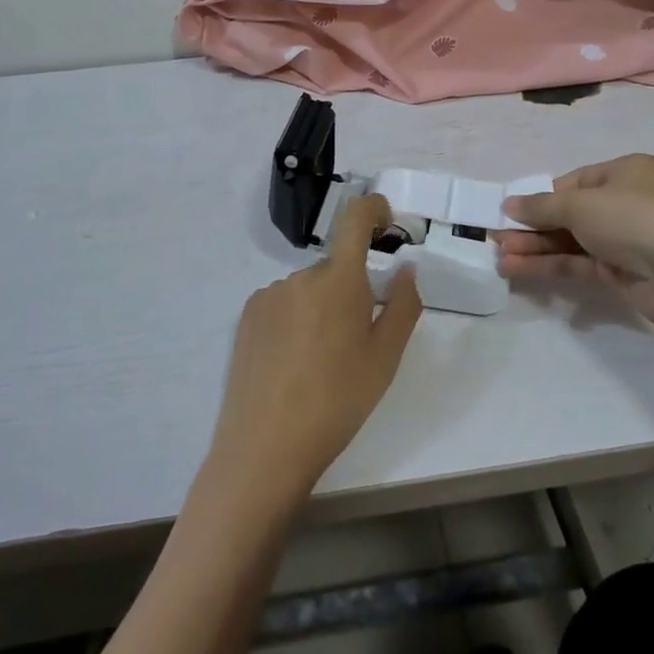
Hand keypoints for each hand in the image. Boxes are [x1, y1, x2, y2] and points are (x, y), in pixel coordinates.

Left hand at [205, 195, 421, 507]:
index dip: (374, 208)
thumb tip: (406, 268)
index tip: (386, 222)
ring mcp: (269, 294)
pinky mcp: (247, 315)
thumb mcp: (385, 358)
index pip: (355, 218)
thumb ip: (403, 305)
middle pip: (334, 268)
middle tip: (355, 341)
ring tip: (319, 362)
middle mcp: (301, 275)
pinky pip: (282, 304)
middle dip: (350, 291)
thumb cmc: (338, 401)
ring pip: (308, 289)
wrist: (265, 445)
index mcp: (339, 280)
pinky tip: (291, 363)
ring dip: (320, 308)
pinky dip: (294, 320)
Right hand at [495, 154, 653, 325]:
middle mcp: (628, 202)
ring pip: (572, 241)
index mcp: (625, 172)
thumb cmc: (634, 219)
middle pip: (569, 213)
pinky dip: (551, 265)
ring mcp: (627, 239)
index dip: (541, 198)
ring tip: (499, 258)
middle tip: (496, 238)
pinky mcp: (625, 272)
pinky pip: (580, 263)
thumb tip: (508, 205)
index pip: (573, 182)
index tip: (511, 212)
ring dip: (536, 248)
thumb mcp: (581, 205)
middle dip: (532, 227)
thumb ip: (541, 207)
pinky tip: (519, 269)